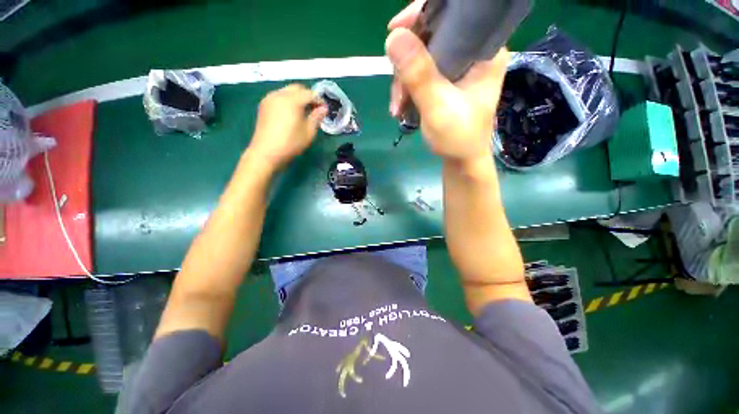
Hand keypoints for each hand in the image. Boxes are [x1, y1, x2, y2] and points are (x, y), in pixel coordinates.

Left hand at [248, 84, 326, 169]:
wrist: (263, 154)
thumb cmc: (288, 144)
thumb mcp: (308, 132)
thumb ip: (317, 117)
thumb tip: (323, 108)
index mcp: (292, 100)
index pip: (310, 94)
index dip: (319, 101)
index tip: (323, 110)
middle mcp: (280, 95)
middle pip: (297, 88)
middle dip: (306, 95)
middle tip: (312, 108)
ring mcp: (270, 98)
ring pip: (287, 91)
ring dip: (295, 96)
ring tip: (300, 110)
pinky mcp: (263, 105)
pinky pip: (278, 96)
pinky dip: (285, 99)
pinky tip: (287, 112)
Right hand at [386, 0, 509, 163]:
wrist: (462, 160)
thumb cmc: (461, 137)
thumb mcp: (439, 106)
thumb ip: (420, 73)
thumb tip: (394, 35)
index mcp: (487, 51)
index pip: (457, 14)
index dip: (424, 13)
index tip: (396, 28)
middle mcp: (475, 48)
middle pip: (434, 25)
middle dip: (408, 49)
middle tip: (396, 74)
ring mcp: (460, 57)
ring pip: (421, 41)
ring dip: (403, 68)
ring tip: (399, 100)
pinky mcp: (447, 66)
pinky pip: (418, 56)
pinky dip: (405, 75)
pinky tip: (401, 100)